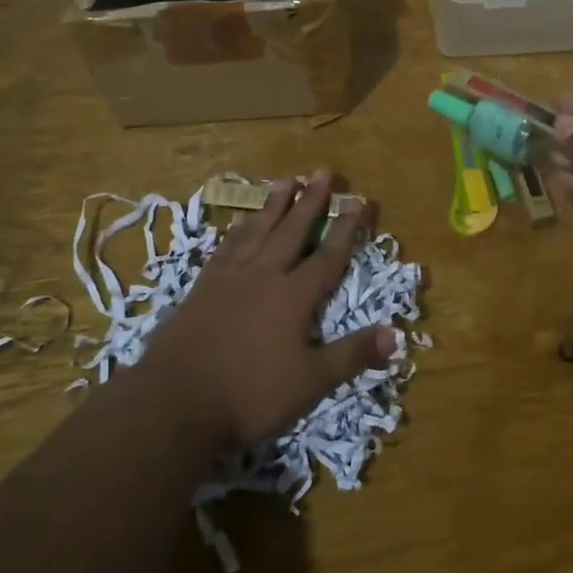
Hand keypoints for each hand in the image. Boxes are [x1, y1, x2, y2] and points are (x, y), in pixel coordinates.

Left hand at [150, 170, 395, 450]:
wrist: (175, 401)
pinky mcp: (202, 287)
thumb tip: (397, 334)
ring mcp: (229, 278)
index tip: (358, 200)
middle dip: (310, 201)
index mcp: (293, 296)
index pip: (327, 255)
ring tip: (285, 181)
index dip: (345, 228)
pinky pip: (225, 247)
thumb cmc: (249, 394)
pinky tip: (239, 221)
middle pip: (292, 231)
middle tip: (322, 171)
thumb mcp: (311, 382)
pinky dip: (237, 230)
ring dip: (274, 205)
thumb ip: (352, 355)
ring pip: (257, 231)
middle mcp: (264, 276)